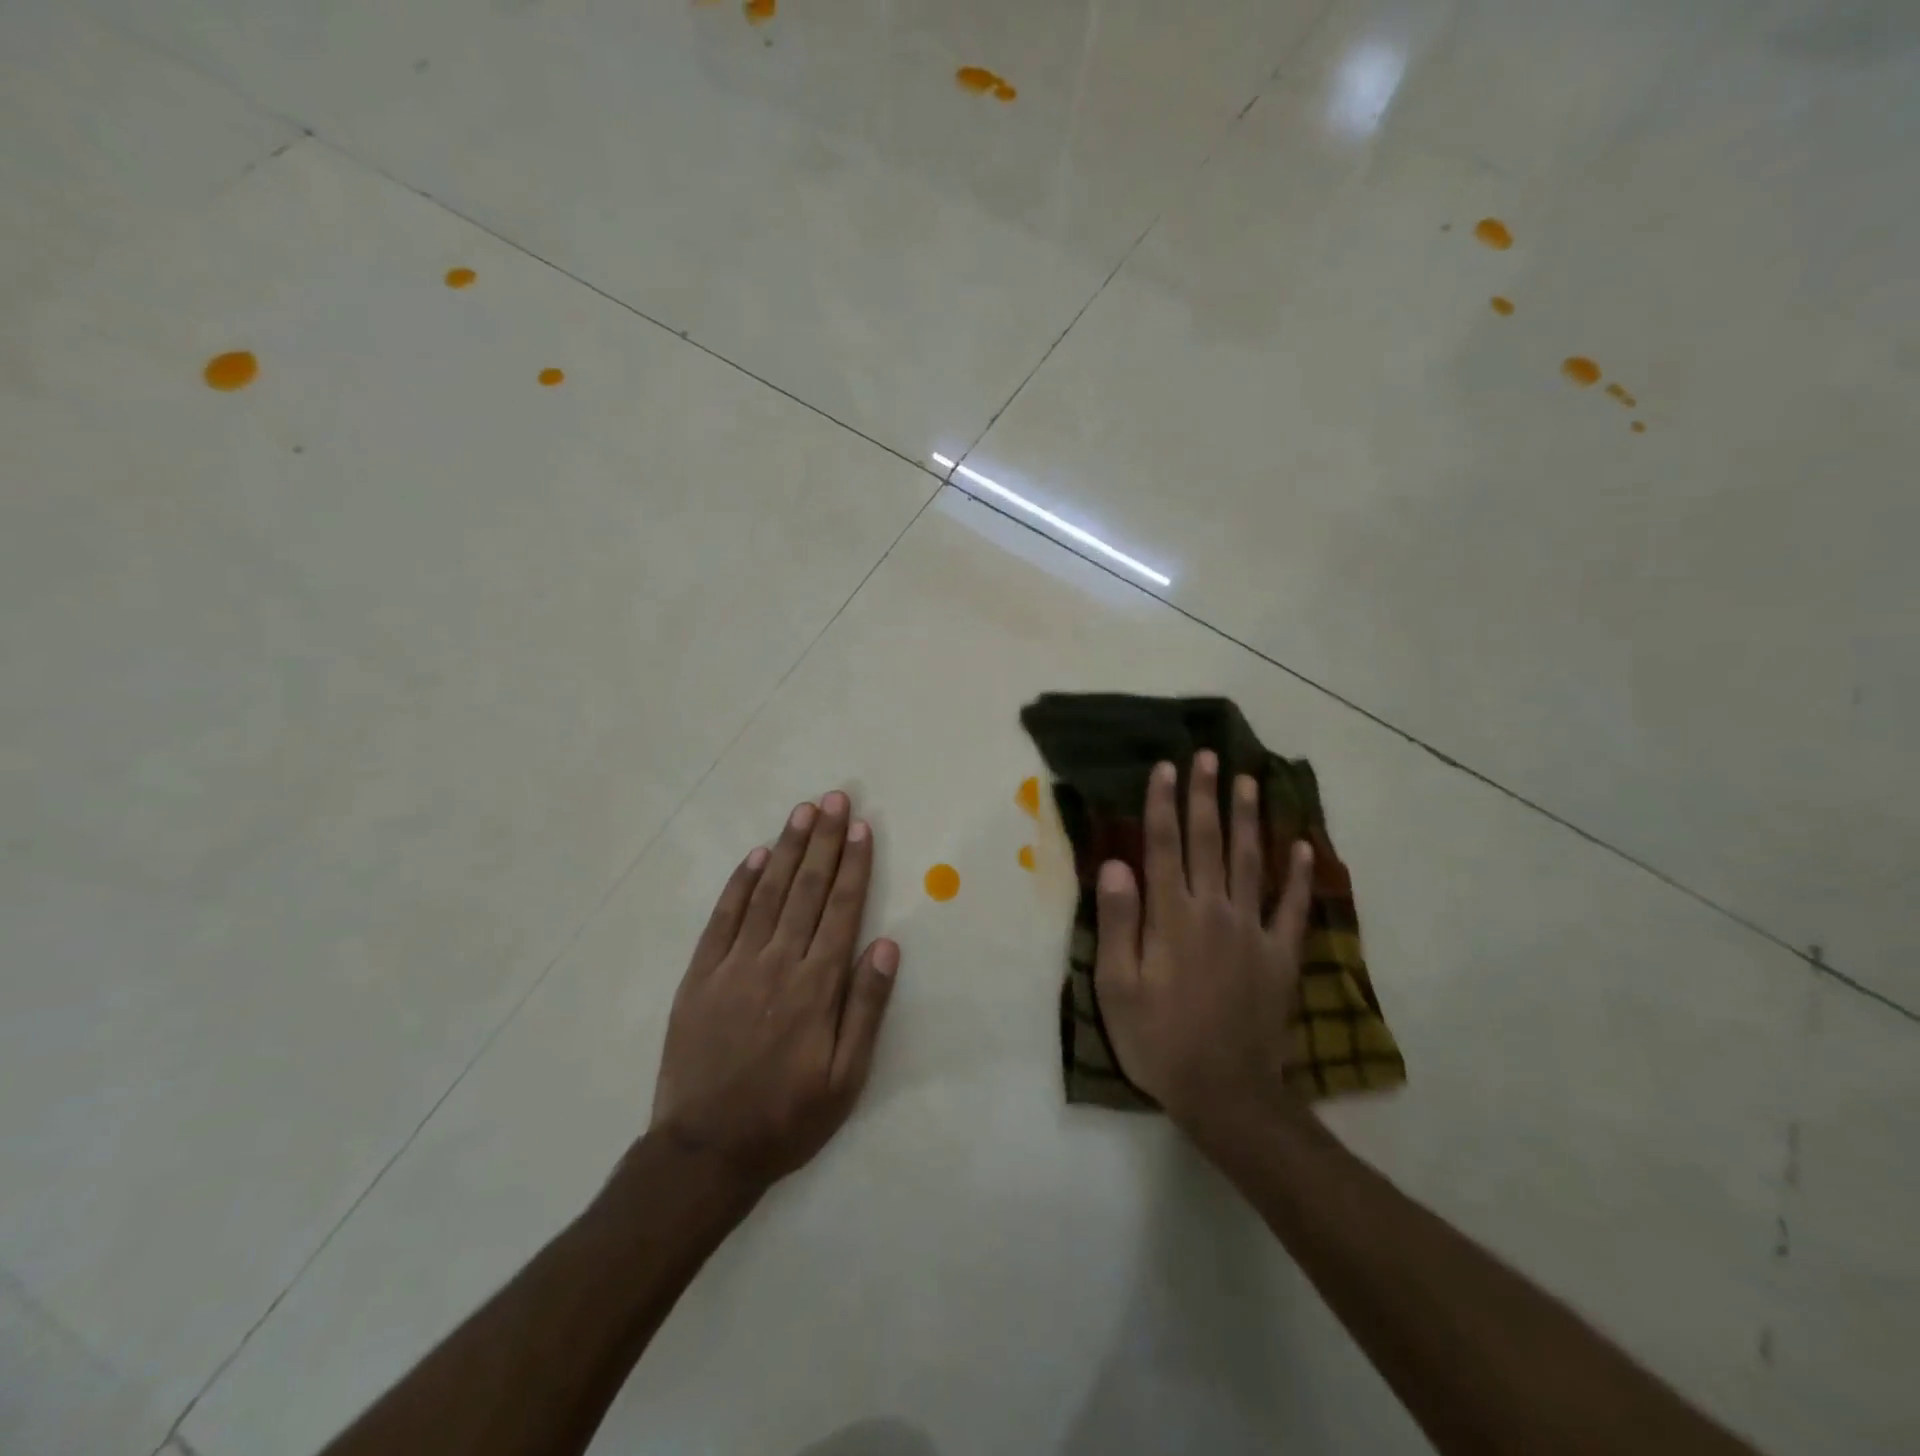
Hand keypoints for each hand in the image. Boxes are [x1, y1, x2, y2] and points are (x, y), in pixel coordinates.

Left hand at [649, 791, 900, 1188]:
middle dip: (824, 840)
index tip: (862, 827)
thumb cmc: (786, 1117)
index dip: (854, 865)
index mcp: (817, 985)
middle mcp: (778, 962)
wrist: (704, 1152)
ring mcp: (735, 965)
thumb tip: (886, 945)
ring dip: (787, 849)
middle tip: (835, 799)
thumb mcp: (846, 1079)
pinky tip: (756, 857)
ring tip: (803, 812)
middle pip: (807, 888)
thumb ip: (867, 1008)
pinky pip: (724, 918)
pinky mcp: (701, 975)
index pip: (841, 909)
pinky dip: (741, 884)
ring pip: (768, 893)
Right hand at [1092, 752, 1313, 1129]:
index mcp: (1171, 916)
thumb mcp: (1117, 987)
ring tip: (1248, 781)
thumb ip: (1118, 921)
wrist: (1226, 1093)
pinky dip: (1298, 874)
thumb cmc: (1159, 1039)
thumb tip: (1116, 863)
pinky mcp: (1281, 955)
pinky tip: (1303, 844)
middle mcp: (1214, 910)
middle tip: (1209, 755)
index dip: (1163, 803)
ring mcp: (1252, 930)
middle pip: (1208, 841)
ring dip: (1248, 818)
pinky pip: (1291, 906)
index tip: (1166, 767)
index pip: (1164, 845)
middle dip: (1205, 796)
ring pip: (1251, 861)